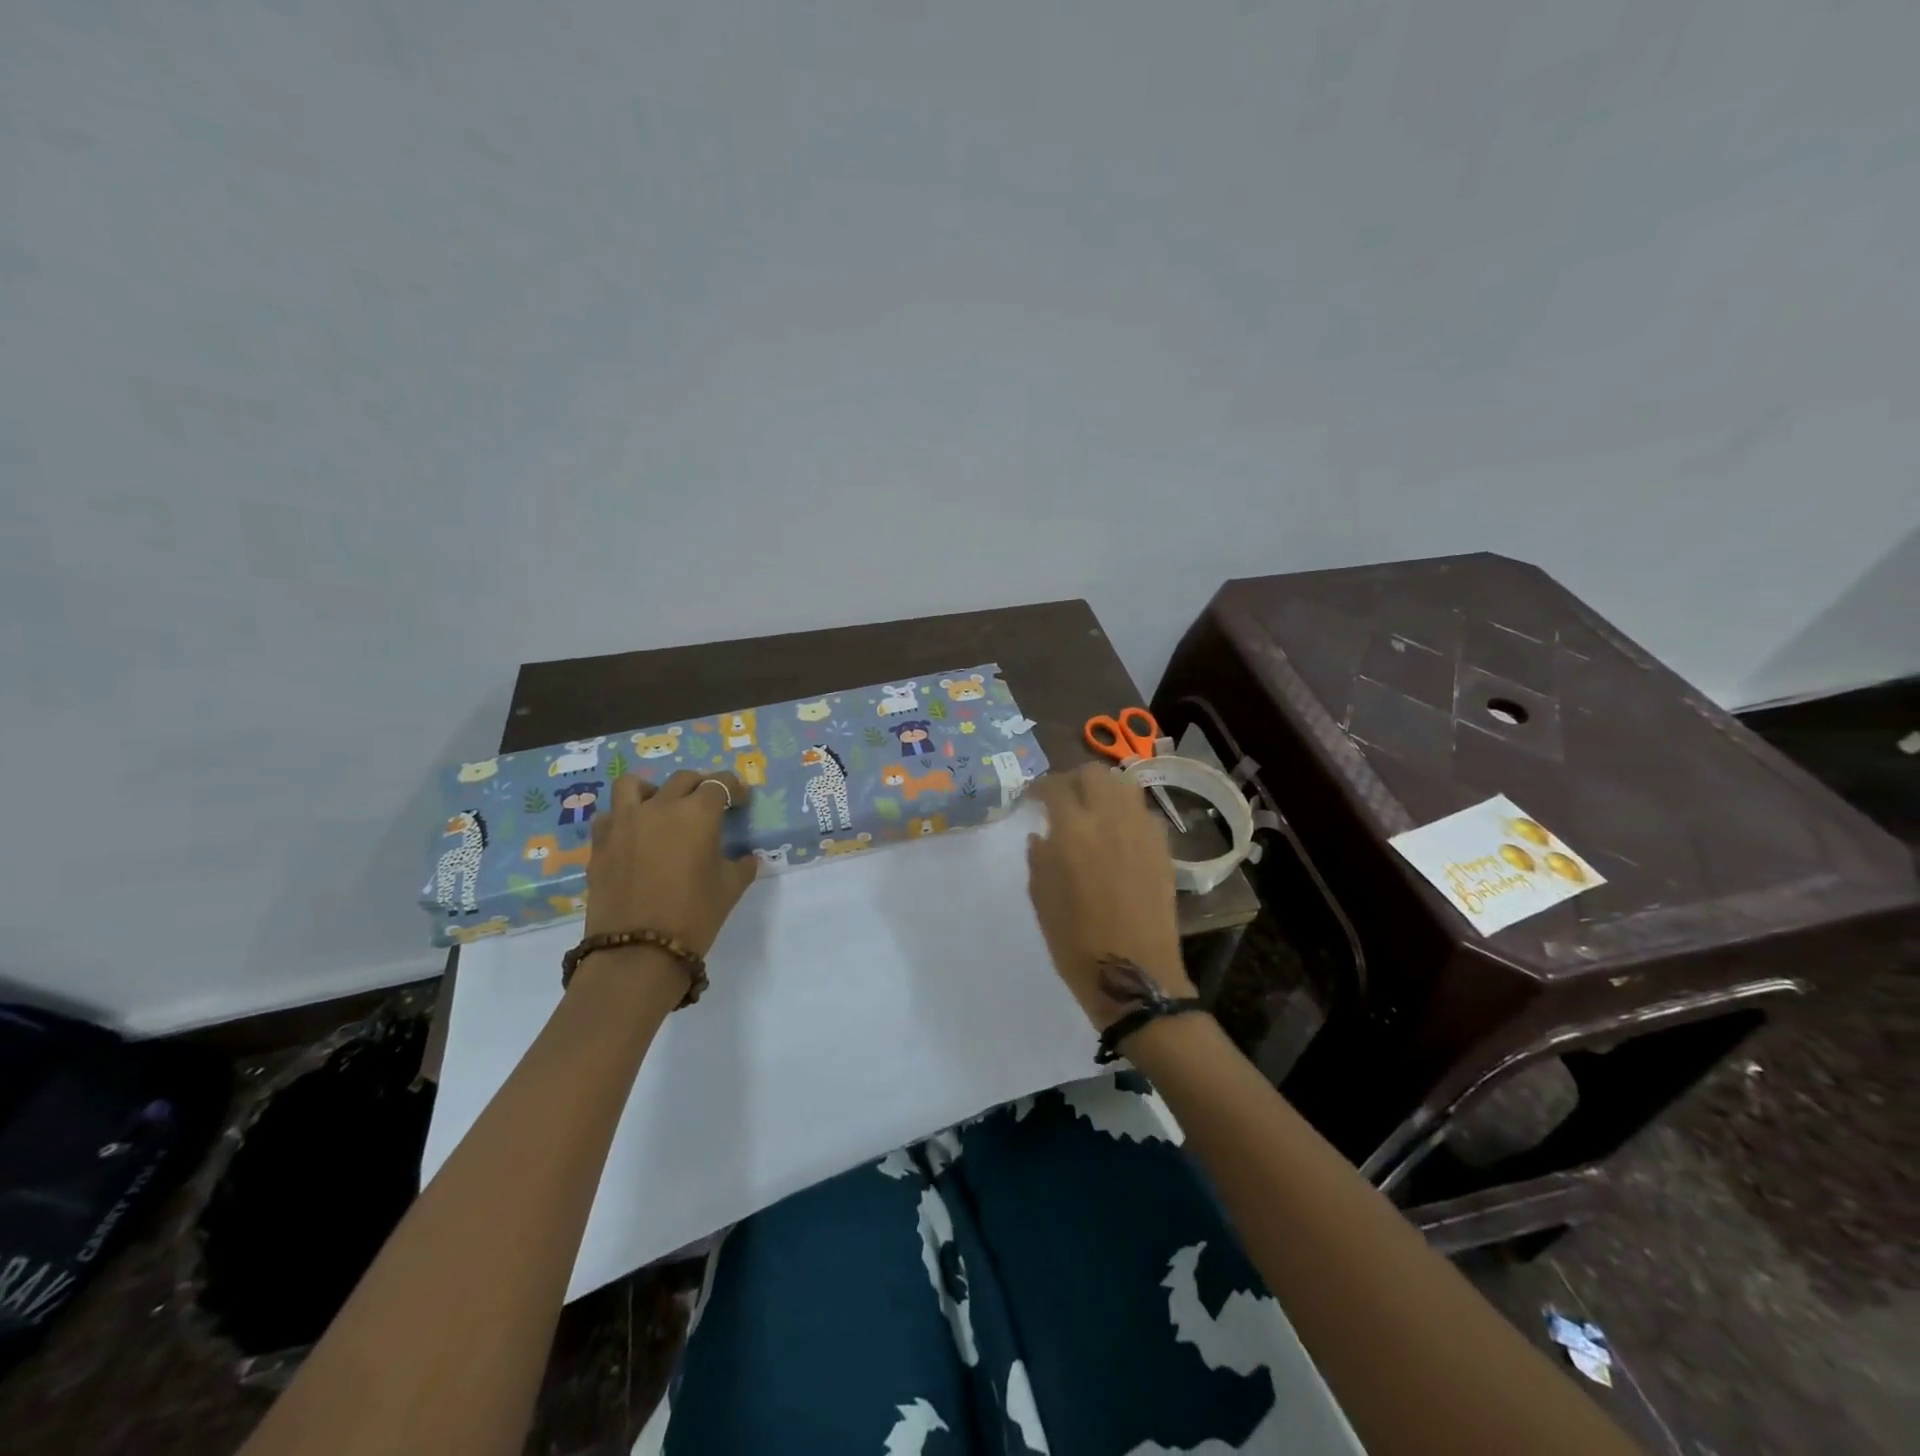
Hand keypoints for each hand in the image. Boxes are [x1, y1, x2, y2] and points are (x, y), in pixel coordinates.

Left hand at [585, 771, 758, 954]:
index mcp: (698, 813)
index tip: (741, 802)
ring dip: (653, 790)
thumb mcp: (730, 889)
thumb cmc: (694, 915)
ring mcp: (625, 823)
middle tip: (709, 805)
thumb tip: (747, 858)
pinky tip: (634, 836)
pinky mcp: (600, 845)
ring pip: (634, 785)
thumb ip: (742, 866)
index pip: (720, 784)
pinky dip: (623, 818)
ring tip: (661, 808)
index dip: (734, 789)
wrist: (638, 952)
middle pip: (683, 780)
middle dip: (700, 787)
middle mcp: (660, 807)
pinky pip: (610, 816)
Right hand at [1026, 763, 1193, 1029]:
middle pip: (1095, 774)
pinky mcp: (1163, 849)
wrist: (1134, 975)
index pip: (1055, 787)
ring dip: (1105, 790)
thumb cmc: (1076, 942)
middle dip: (1074, 779)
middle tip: (1063, 799)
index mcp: (1073, 831)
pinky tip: (1119, 834)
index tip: (1032, 798)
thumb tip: (1042, 835)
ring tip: (1093, 810)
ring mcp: (1142, 832)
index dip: (1040, 787)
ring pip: (1125, 786)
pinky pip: (1144, 813)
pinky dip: (1128, 813)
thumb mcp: (1042, 899)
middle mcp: (1110, 819)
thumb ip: (1039, 858)